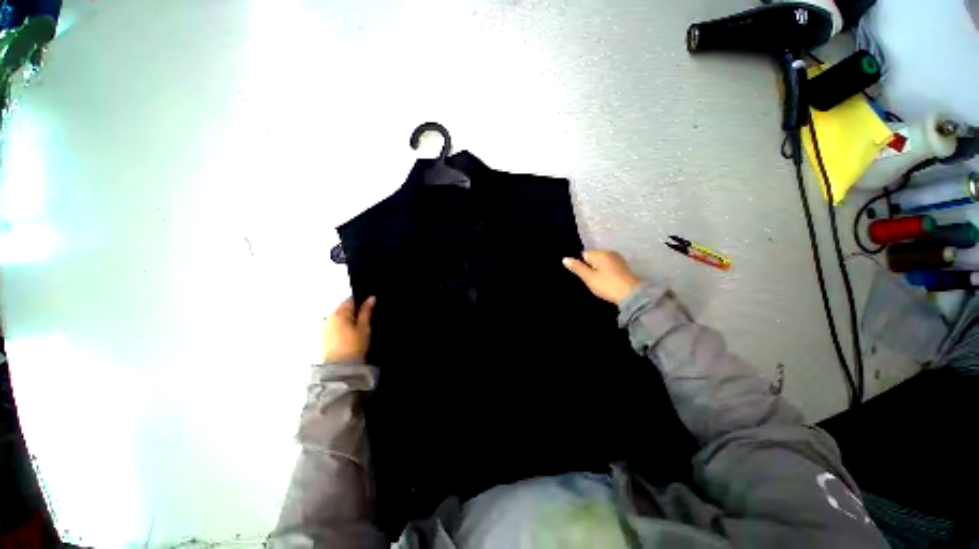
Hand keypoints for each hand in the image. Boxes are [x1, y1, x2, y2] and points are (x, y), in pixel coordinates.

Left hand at [322, 297, 375, 362]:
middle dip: (353, 311)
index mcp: (339, 313)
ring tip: (356, 329)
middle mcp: (329, 317)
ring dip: (347, 319)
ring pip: (338, 317)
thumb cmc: (355, 345)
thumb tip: (371, 298)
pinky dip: (341, 326)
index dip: (361, 302)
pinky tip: (348, 335)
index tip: (368, 309)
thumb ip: (366, 311)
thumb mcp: (364, 327)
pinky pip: (333, 325)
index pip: (350, 300)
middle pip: (343, 308)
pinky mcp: (323, 336)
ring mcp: (324, 327)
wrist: (340, 367)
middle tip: (364, 320)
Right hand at [563, 250, 641, 304]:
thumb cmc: (607, 285)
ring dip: (598, 270)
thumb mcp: (589, 278)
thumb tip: (564, 259)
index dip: (581, 265)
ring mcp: (618, 259)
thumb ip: (577, 268)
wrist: (632, 295)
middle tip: (591, 280)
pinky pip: (609, 266)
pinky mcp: (624, 267)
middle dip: (590, 267)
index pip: (584, 254)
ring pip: (601, 262)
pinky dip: (606, 272)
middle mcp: (610, 253)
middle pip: (593, 257)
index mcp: (600, 253)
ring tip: (599, 282)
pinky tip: (607, 281)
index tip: (584, 276)